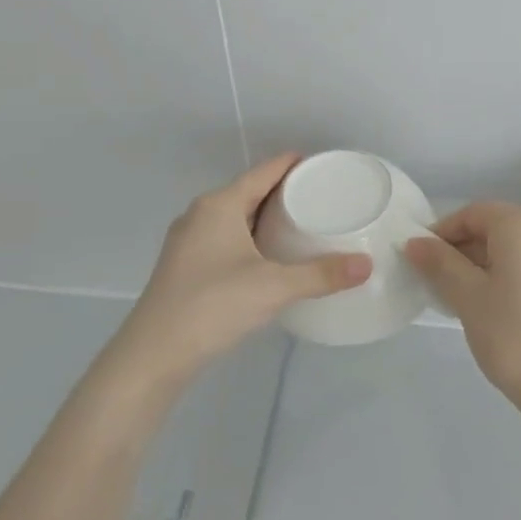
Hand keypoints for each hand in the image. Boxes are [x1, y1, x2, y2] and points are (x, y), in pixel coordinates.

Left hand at [112, 155, 371, 384]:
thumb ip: (321, 275)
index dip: (294, 164)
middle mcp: (201, 215)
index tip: (325, 165)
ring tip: (304, 225)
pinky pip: (227, 239)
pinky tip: (271, 258)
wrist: (153, 355)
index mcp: (219, 205)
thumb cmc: (212, 305)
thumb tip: (367, 266)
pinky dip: (252, 239)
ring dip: (266, 218)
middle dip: (284, 192)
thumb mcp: (273, 287)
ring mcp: (189, 242)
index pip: (264, 171)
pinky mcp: (186, 267)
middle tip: (324, 198)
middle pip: (250, 192)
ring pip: (236, 218)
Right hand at [405, 202, 520, 403]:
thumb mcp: (467, 297)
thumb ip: (440, 263)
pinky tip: (504, 307)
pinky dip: (517, 275)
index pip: (472, 214)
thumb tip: (416, 242)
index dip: (442, 233)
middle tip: (441, 283)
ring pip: (520, 248)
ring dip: (491, 264)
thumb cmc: (513, 335)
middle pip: (498, 228)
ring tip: (470, 298)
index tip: (422, 262)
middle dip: (466, 250)